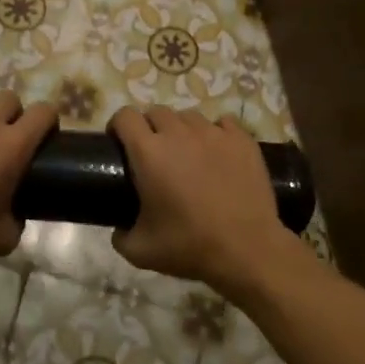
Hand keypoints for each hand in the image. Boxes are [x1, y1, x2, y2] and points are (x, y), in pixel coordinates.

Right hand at [109, 107, 294, 293]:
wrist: (246, 249)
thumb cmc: (189, 246)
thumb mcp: (140, 251)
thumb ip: (120, 235)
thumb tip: (119, 228)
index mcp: (148, 152)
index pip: (125, 116)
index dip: (118, 126)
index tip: (120, 144)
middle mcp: (179, 133)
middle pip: (156, 112)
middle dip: (149, 128)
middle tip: (154, 155)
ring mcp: (213, 133)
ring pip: (189, 117)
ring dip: (181, 130)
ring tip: (188, 155)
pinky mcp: (241, 139)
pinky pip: (222, 123)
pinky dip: (215, 134)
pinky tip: (217, 154)